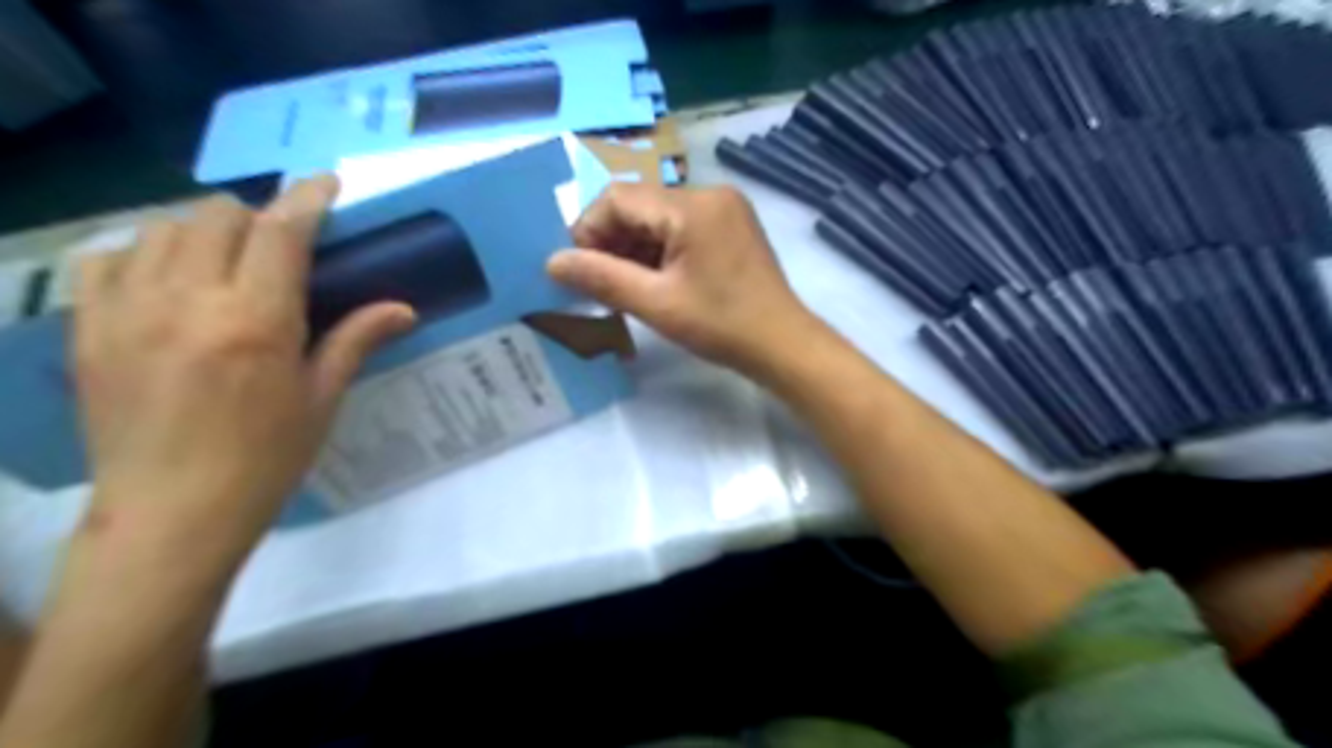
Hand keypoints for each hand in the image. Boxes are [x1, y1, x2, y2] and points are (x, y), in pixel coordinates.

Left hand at [74, 176, 415, 556]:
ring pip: (159, 228)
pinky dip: (141, 252)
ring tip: (225, 261)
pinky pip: (106, 259)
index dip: (307, 198)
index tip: (326, 184)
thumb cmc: (266, 458)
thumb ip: (356, 339)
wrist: (172, 511)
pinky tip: (165, 278)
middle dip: (255, 217)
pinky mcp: (88, 328)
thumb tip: (404, 307)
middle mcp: (187, 301)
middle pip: (215, 216)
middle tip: (279, 245)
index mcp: (255, 322)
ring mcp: (127, 311)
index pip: (281, 232)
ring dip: (201, 231)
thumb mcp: (322, 398)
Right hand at [546, 185, 816, 375]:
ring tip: (622, 288)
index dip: (589, 230)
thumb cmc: (721, 325)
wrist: (782, 345)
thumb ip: (602, 278)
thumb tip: (552, 262)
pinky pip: (681, 228)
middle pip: (640, 206)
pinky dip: (659, 251)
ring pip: (658, 218)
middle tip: (598, 284)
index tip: (578, 270)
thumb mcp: (655, 304)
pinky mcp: (731, 227)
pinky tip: (651, 281)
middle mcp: (710, 194)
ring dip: (634, 249)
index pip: (619, 198)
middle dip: (612, 242)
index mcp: (692, 205)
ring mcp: (725, 209)